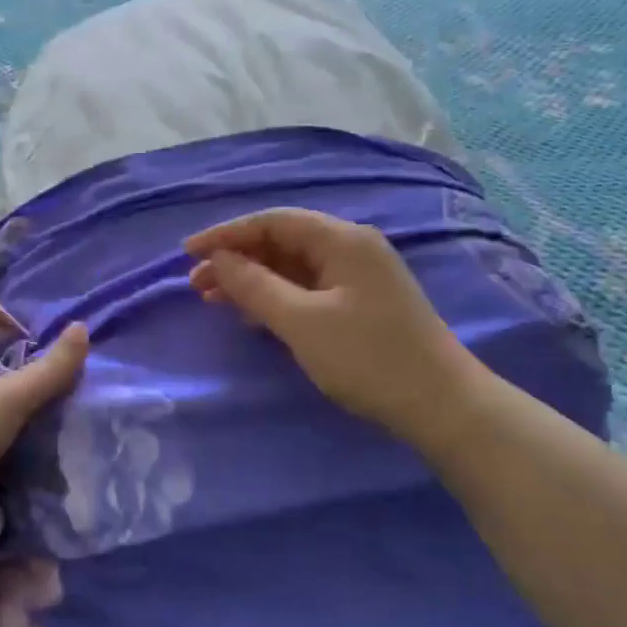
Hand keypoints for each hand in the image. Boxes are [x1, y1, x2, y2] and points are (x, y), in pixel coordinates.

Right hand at [185, 208, 472, 442]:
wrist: (439, 404)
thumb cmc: (367, 357)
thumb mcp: (302, 322)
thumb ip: (255, 287)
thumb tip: (218, 260)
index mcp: (342, 240)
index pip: (273, 221)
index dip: (226, 234)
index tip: (187, 252)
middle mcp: (351, 248)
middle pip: (282, 242)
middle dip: (236, 259)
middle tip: (196, 284)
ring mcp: (358, 277)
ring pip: (292, 268)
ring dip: (252, 280)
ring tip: (212, 299)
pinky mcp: (360, 304)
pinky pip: (307, 289)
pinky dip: (276, 298)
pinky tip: (252, 315)